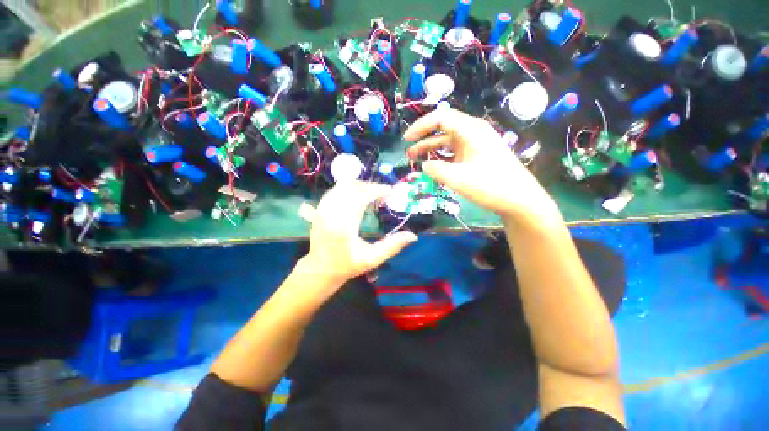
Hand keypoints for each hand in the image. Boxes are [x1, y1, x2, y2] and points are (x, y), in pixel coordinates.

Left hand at [301, 181, 417, 287]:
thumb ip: (392, 247)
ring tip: (373, 193)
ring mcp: (323, 209)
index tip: (391, 192)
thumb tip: (413, 236)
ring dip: (360, 185)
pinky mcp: (320, 209)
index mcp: (343, 225)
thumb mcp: (372, 260)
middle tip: (385, 193)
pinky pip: (336, 190)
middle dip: (371, 185)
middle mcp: (331, 212)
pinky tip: (358, 196)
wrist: (320, 269)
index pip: (361, 196)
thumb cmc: (346, 266)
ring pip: (342, 185)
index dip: (378, 190)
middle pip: (352, 186)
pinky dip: (350, 188)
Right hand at [404, 107, 559, 222]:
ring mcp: (475, 144)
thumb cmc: (491, 186)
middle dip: (423, 138)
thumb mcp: (458, 179)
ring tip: (415, 159)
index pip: (440, 118)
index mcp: (471, 130)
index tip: (406, 139)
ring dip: (430, 149)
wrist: (519, 199)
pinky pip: (454, 152)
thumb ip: (436, 170)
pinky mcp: (476, 155)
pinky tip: (432, 166)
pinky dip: (441, 157)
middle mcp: (473, 132)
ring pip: (447, 141)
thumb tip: (424, 165)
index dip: (420, 126)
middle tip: (408, 151)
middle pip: (442, 128)